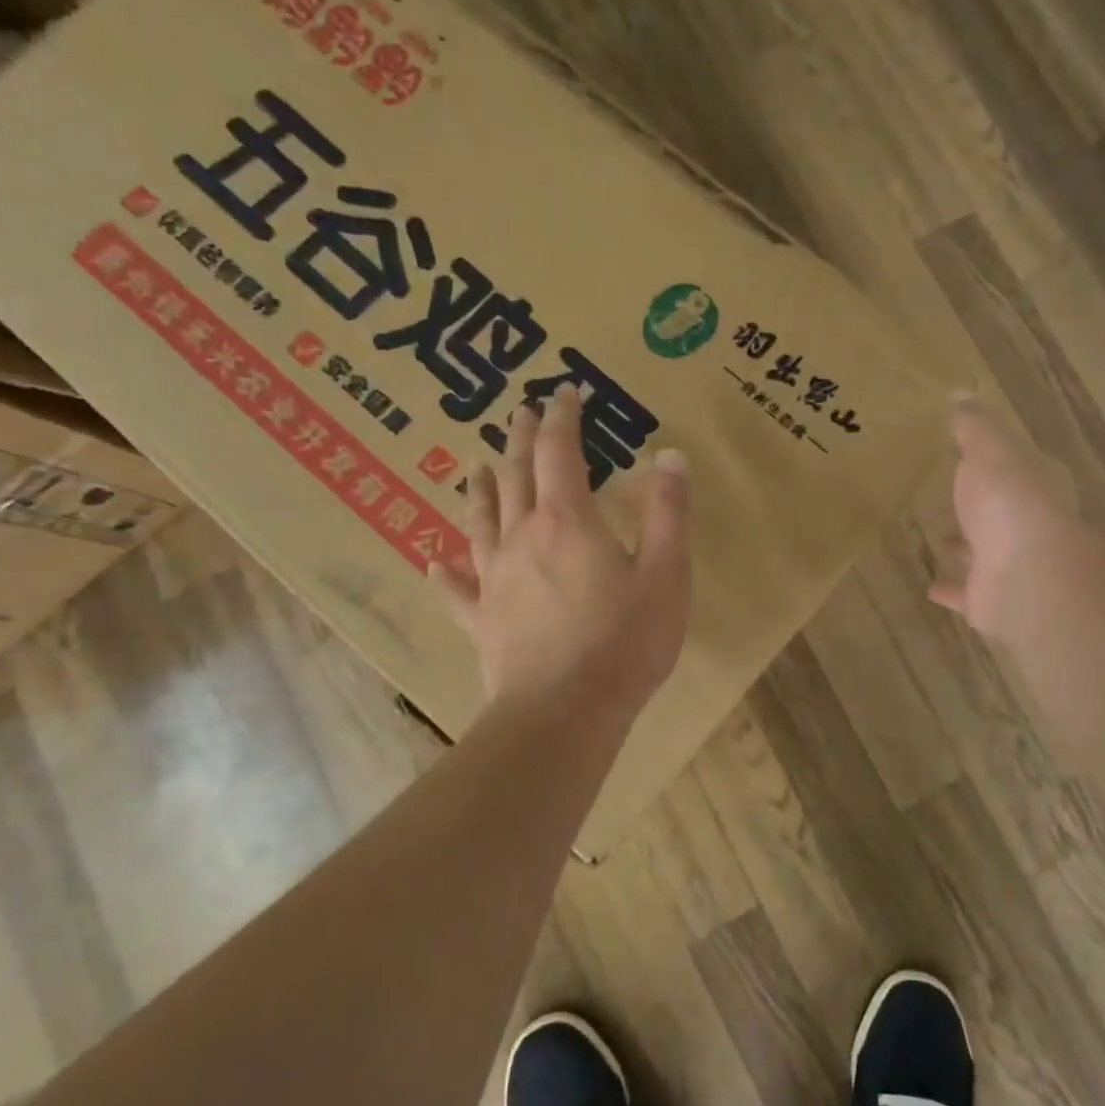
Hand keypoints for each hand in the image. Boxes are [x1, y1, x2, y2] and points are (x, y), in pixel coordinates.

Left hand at [434, 385, 691, 724]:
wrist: (564, 713)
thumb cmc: (624, 642)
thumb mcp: (666, 574)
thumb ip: (668, 512)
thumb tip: (670, 454)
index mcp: (568, 521)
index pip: (559, 452)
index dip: (562, 418)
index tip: (564, 392)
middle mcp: (522, 538)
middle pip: (514, 476)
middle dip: (519, 440)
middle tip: (519, 411)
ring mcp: (495, 580)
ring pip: (480, 521)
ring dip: (478, 489)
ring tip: (473, 465)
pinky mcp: (482, 620)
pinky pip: (457, 591)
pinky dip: (446, 574)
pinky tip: (434, 563)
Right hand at [928, 396, 1079, 644]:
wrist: (1026, 575)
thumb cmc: (1009, 501)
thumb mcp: (988, 450)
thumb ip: (973, 426)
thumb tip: (960, 394)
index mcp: (1036, 483)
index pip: (1019, 467)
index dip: (997, 461)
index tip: (967, 457)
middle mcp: (1030, 524)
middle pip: (1001, 511)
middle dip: (978, 506)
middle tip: (948, 499)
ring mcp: (1013, 565)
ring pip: (985, 552)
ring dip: (965, 546)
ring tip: (937, 538)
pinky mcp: (993, 599)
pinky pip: (967, 592)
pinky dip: (951, 589)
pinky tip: (930, 587)